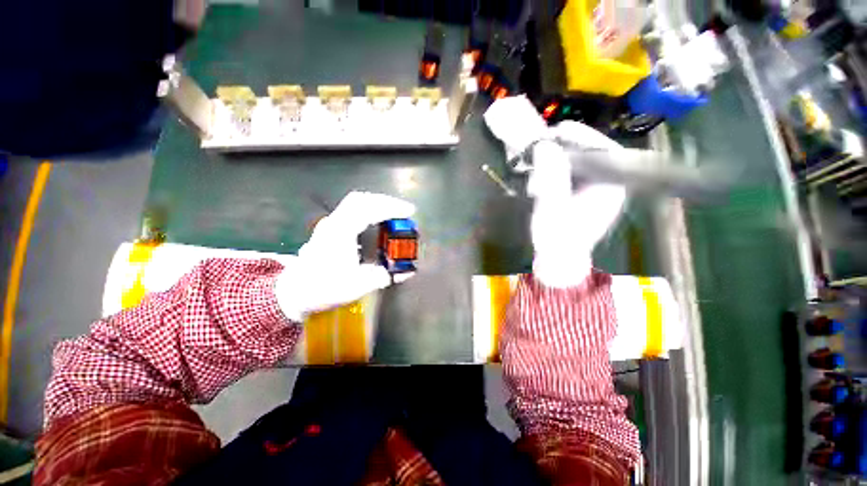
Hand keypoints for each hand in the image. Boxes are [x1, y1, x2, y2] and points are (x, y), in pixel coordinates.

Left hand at [275, 191, 415, 321]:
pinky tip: (376, 220)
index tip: (409, 211)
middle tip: (402, 210)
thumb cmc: (323, 288)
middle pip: (361, 199)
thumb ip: (383, 276)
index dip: (391, 208)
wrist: (293, 292)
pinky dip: (368, 210)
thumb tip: (405, 272)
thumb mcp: (357, 286)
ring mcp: (330, 224)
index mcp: (341, 233)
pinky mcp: (329, 229)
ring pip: (355, 203)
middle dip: (385, 201)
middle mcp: (334, 223)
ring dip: (376, 204)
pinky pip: (351, 210)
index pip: (368, 209)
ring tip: (393, 213)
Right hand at [484, 96, 626, 287]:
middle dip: (562, 151)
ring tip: (535, 171)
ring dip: (553, 163)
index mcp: (611, 187)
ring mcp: (593, 190)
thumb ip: (550, 177)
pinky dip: (550, 173)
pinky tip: (537, 181)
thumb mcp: (552, 207)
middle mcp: (607, 184)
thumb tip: (544, 146)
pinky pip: (566, 174)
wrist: (556, 261)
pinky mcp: (578, 194)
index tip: (557, 131)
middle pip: (589, 154)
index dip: (581, 137)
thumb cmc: (557, 239)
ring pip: (575, 163)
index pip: (604, 150)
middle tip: (539, 151)